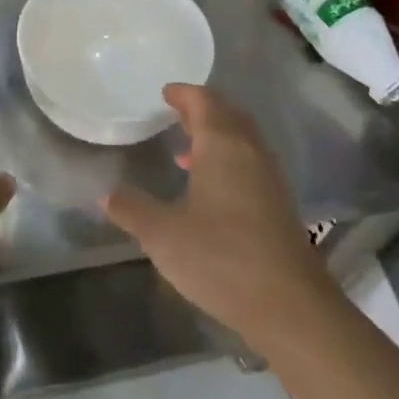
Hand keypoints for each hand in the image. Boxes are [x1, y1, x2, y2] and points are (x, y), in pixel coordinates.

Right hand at [104, 85, 339, 347]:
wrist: (290, 305)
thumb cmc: (221, 258)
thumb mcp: (163, 235)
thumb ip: (133, 209)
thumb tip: (107, 192)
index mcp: (223, 146)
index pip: (205, 102)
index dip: (184, 94)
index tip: (166, 92)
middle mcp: (250, 152)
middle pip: (228, 115)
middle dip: (202, 110)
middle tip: (176, 113)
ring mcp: (270, 178)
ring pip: (242, 141)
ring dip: (217, 137)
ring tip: (185, 151)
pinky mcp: (278, 204)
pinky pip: (250, 164)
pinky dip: (228, 161)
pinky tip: (210, 190)